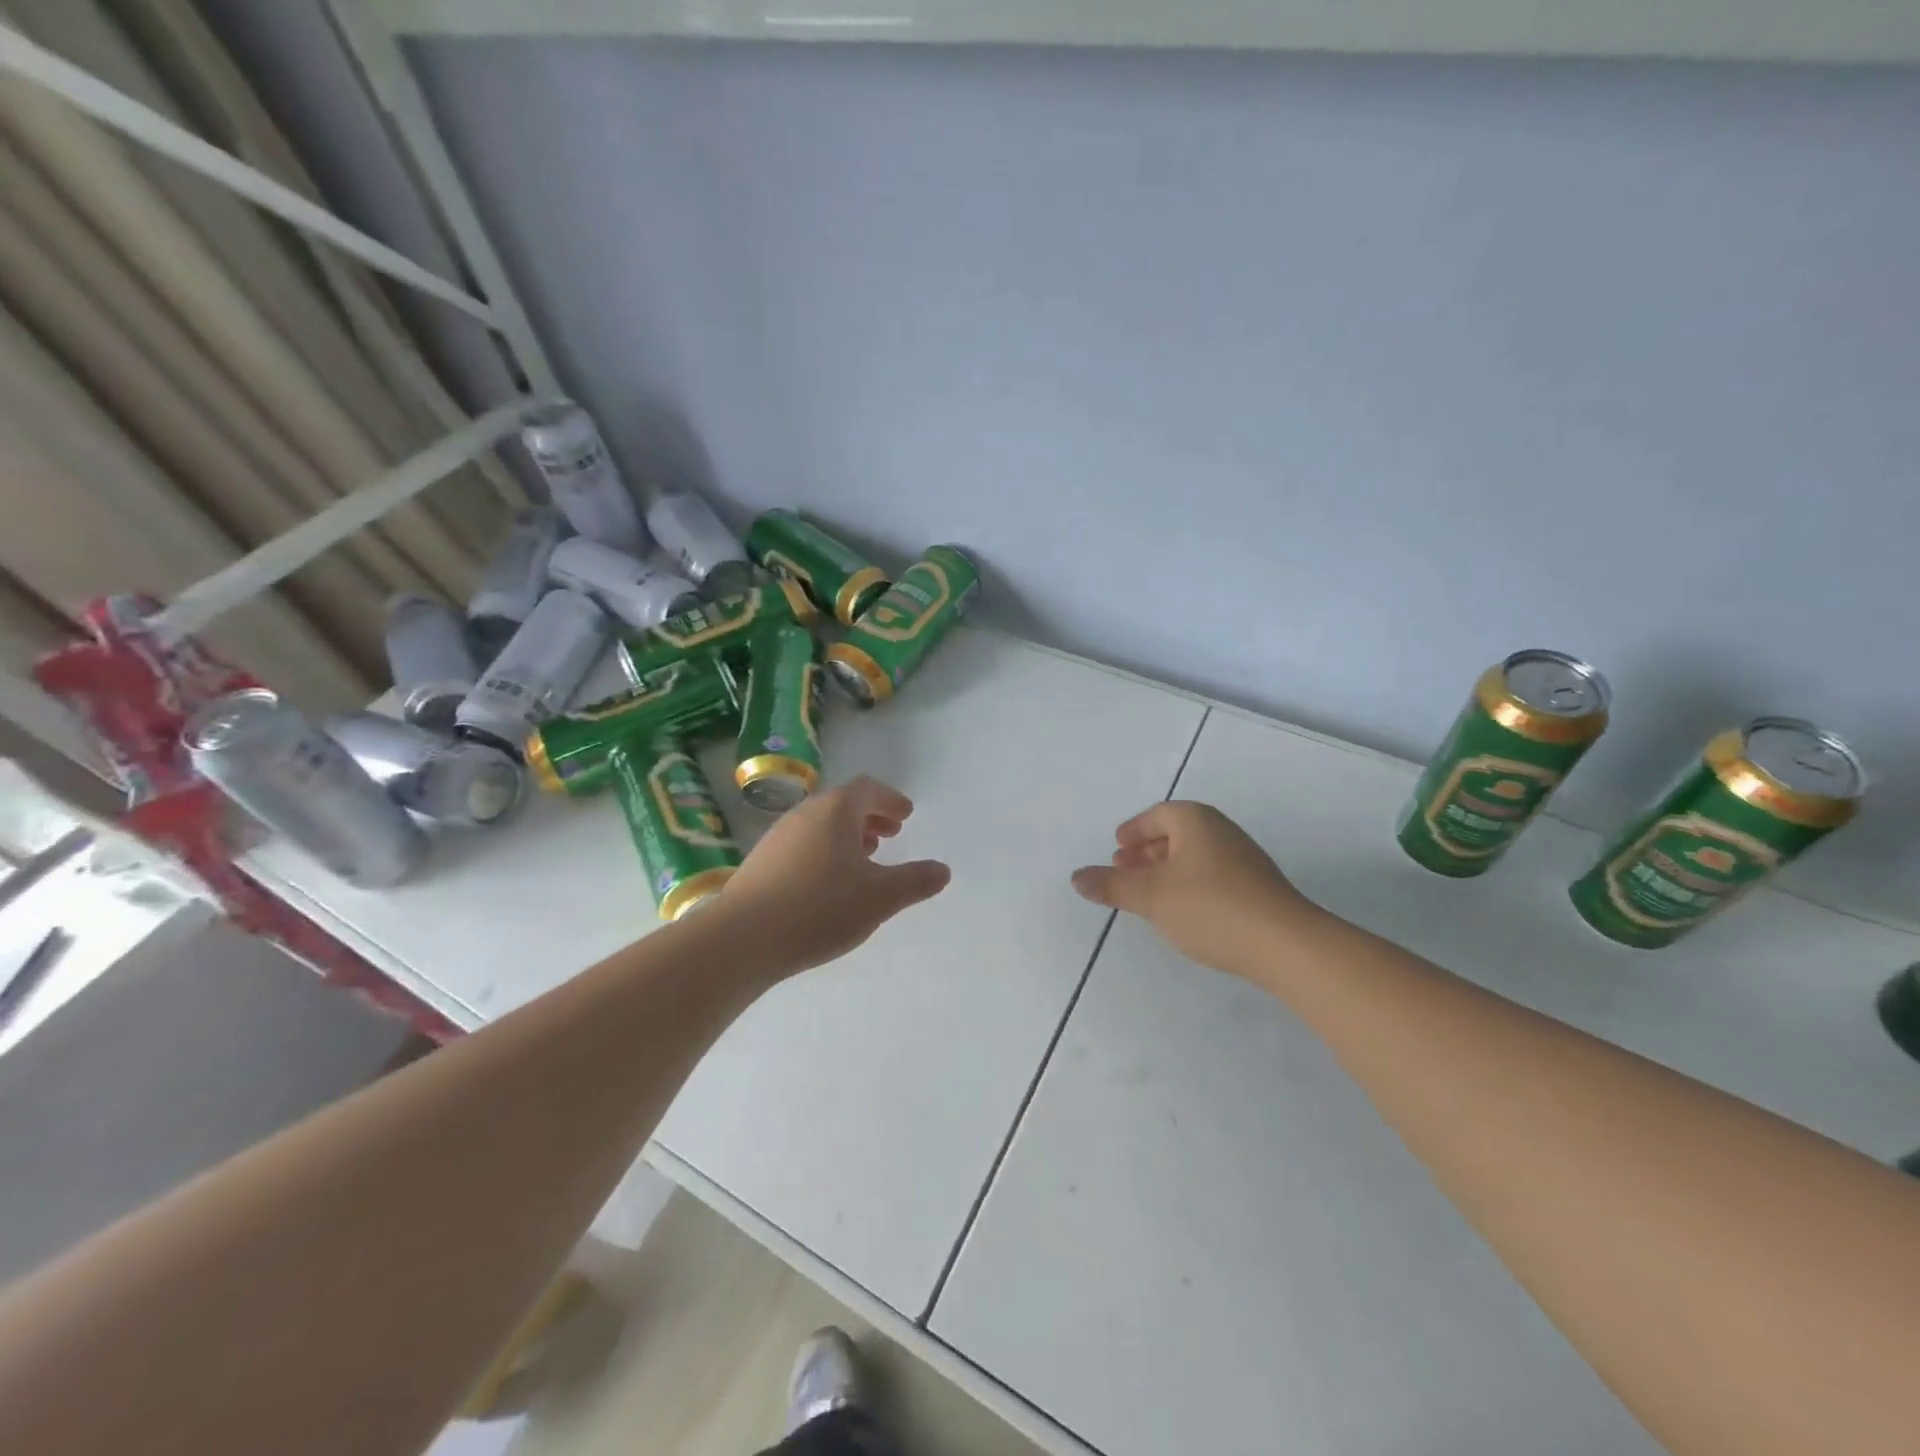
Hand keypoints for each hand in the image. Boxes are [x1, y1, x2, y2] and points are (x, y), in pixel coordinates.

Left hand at [719, 775, 950, 975]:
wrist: (742, 939)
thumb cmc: (820, 907)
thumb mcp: (879, 897)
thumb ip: (914, 881)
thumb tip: (942, 870)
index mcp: (834, 811)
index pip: (867, 789)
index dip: (890, 799)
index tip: (905, 816)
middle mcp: (804, 815)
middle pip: (842, 804)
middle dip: (870, 816)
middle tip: (890, 834)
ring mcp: (777, 838)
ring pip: (820, 825)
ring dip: (846, 835)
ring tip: (864, 858)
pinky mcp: (761, 863)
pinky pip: (802, 845)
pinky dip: (825, 851)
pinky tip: (829, 883)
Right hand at [1071, 801, 1327, 978]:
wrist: (1286, 945)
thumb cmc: (1210, 907)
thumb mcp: (1150, 897)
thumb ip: (1111, 885)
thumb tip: (1077, 877)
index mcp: (1196, 821)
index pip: (1158, 815)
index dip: (1134, 830)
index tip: (1117, 848)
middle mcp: (1221, 832)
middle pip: (1176, 834)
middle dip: (1147, 851)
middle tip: (1125, 870)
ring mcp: (1244, 860)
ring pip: (1194, 857)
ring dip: (1167, 870)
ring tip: (1148, 894)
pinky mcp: (1257, 889)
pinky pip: (1212, 876)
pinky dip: (1188, 885)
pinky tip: (1182, 912)